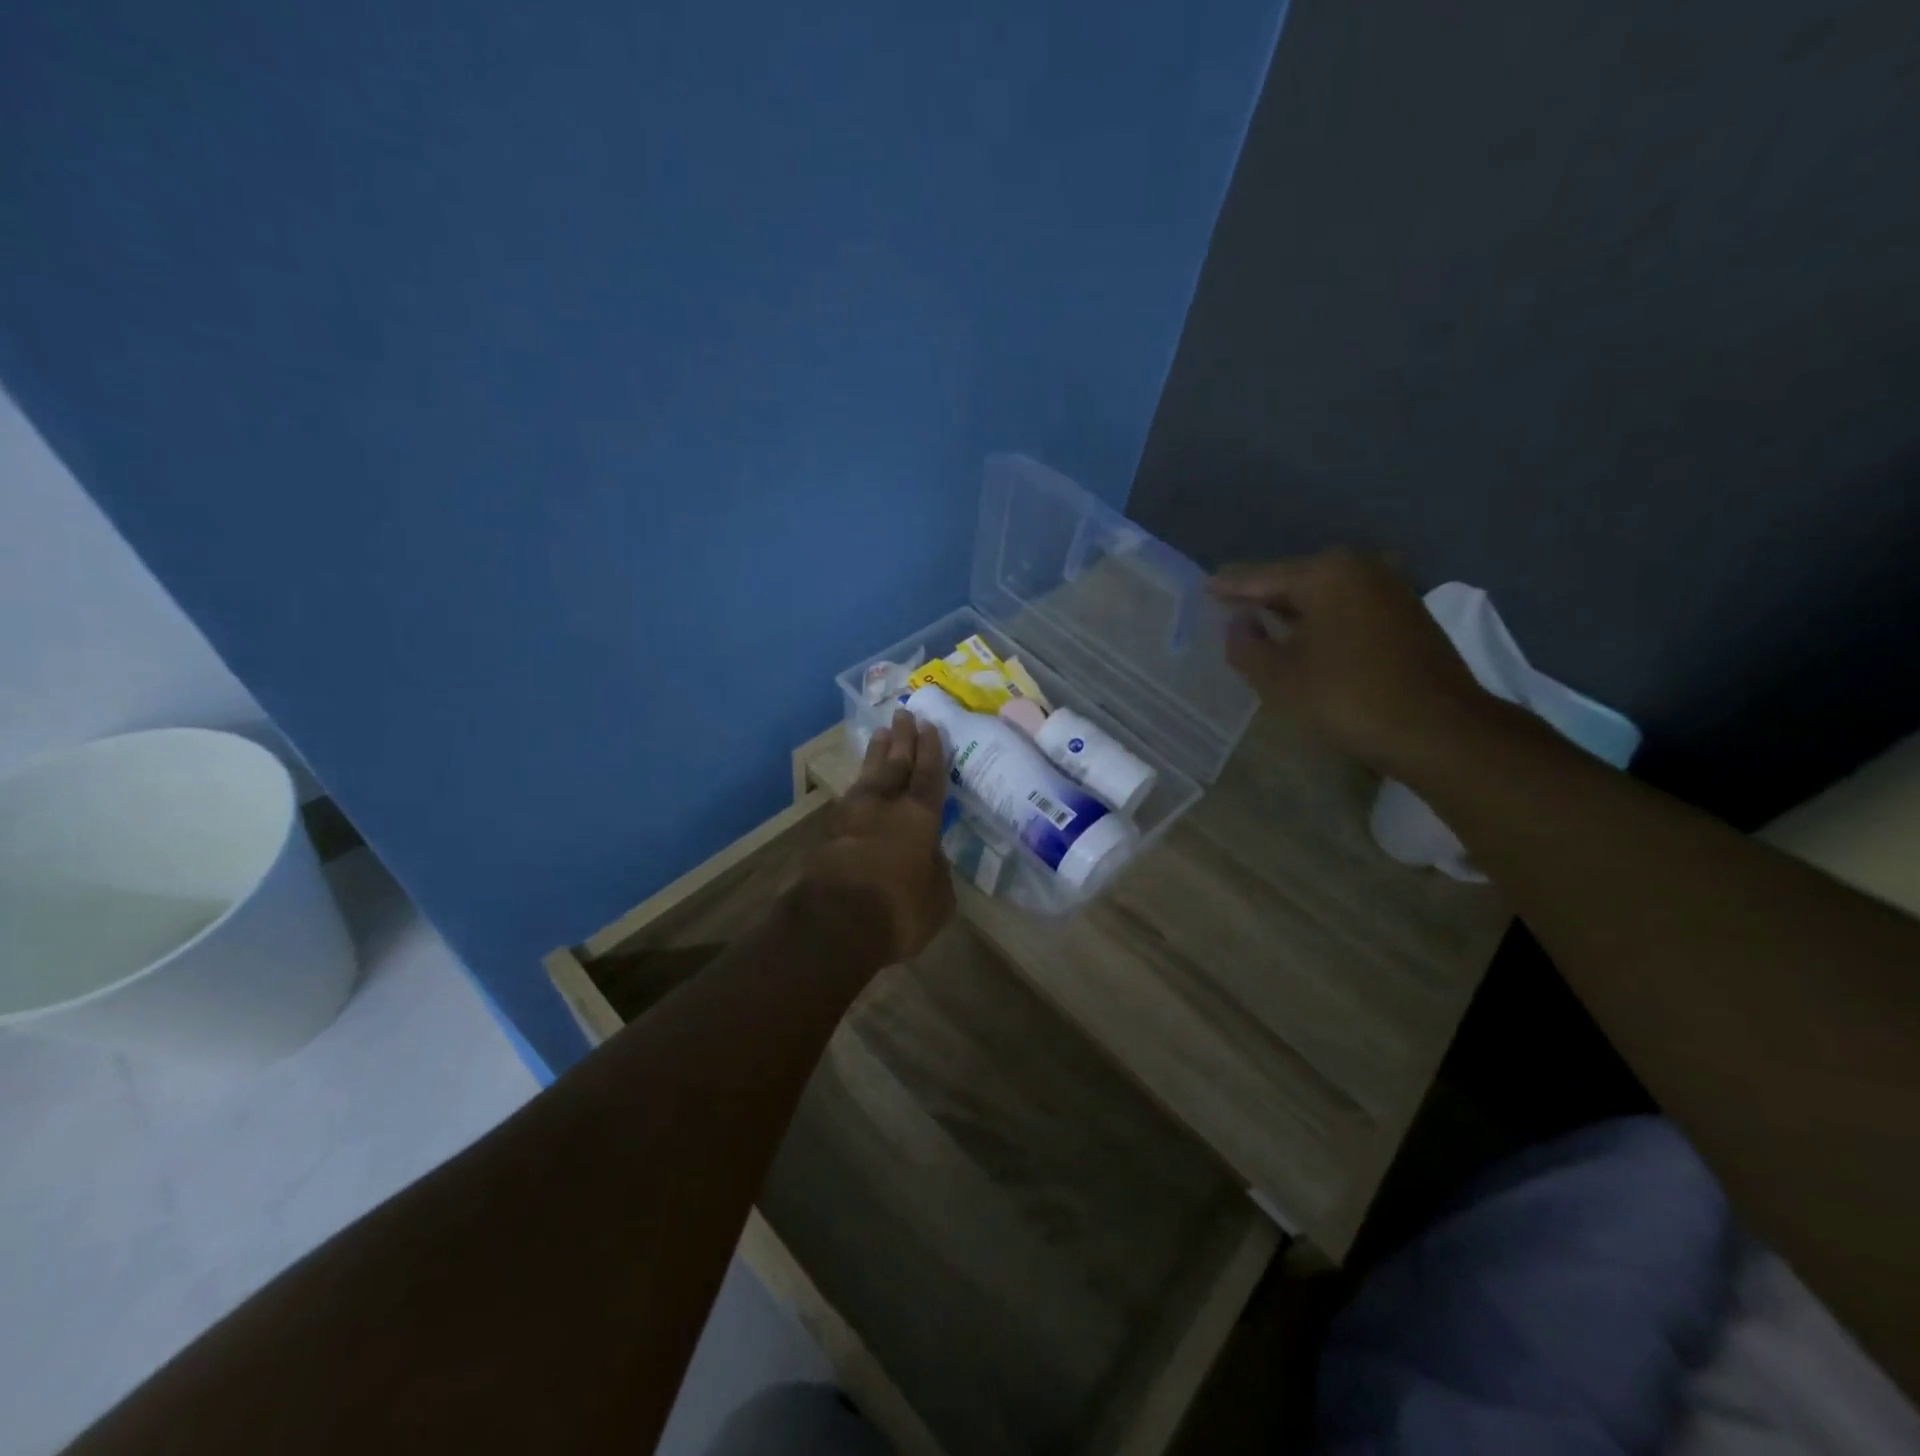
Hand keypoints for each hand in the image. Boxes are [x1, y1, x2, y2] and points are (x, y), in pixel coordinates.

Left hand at [800, 709, 955, 966]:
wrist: (834, 922)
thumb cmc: (899, 910)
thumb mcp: (938, 898)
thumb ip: (937, 871)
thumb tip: (930, 857)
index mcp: (919, 817)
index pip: (929, 775)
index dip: (932, 750)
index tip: (930, 725)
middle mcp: (886, 806)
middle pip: (896, 763)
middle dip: (903, 739)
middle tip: (905, 714)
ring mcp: (853, 816)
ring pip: (869, 774)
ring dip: (877, 753)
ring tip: (880, 733)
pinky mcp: (829, 833)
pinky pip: (850, 797)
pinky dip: (859, 784)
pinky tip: (860, 782)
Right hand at [1210, 550, 1488, 773]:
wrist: (1437, 729)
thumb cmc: (1346, 697)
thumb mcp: (1278, 677)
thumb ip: (1245, 645)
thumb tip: (1238, 623)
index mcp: (1324, 572)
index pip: (1260, 576)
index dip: (1228, 586)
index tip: (1204, 587)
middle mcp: (1359, 566)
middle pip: (1294, 579)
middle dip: (1262, 595)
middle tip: (1229, 607)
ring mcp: (1389, 587)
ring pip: (1324, 594)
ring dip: (1293, 609)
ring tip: (1261, 623)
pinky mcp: (1406, 612)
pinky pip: (1347, 607)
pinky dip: (1321, 618)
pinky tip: (1305, 636)